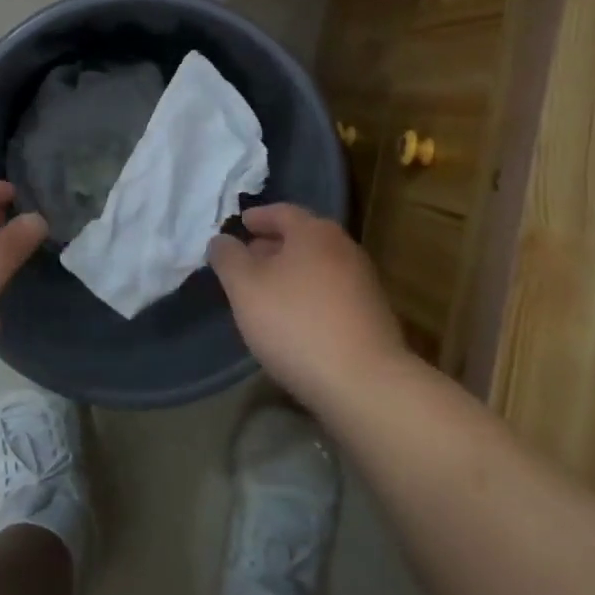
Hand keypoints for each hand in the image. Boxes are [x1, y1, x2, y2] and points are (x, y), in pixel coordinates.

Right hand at [208, 203, 409, 411]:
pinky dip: (309, 294)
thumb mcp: (245, 288)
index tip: (241, 224)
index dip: (258, 217)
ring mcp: (363, 281)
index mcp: (314, 232)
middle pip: (303, 237)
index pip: (282, 211)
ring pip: (318, 265)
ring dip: (291, 272)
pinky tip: (295, 319)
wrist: (365, 382)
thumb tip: (221, 240)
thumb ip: (228, 258)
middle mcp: (344, 248)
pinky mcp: (372, 314)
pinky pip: (332, 292)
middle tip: (248, 258)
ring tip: (267, 292)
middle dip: (273, 245)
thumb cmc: (296, 324)